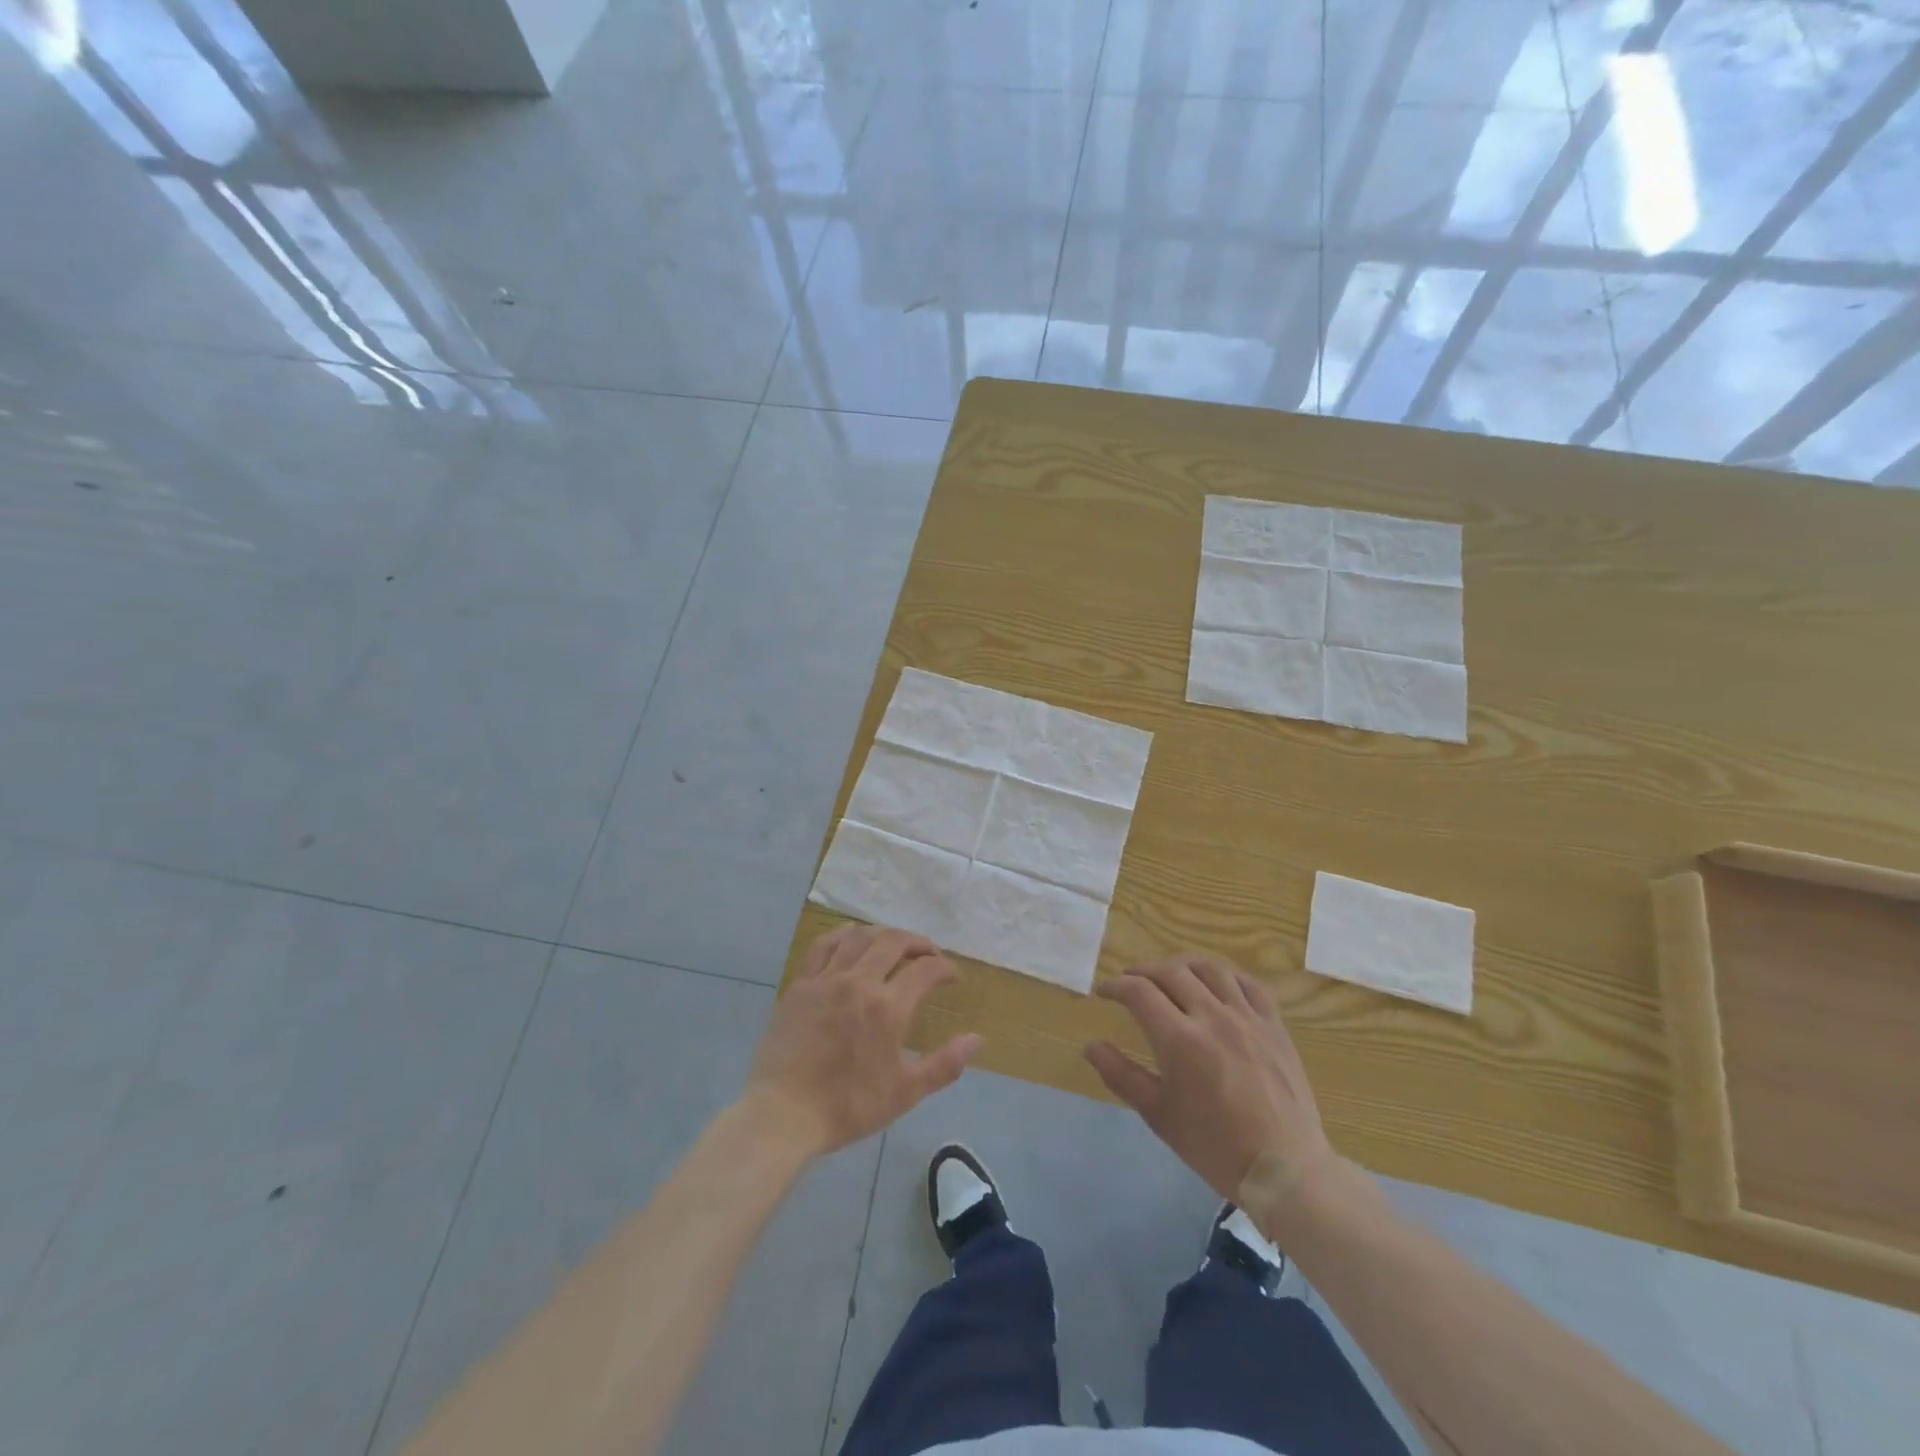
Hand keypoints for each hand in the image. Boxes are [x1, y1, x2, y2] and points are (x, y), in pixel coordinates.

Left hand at [744, 926, 982, 1157]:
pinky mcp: (800, 984)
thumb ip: (944, 1064)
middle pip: (894, 942)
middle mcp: (860, 982)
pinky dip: (842, 935)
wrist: (784, 1114)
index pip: (926, 970)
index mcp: (888, 1008)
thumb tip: (977, 1039)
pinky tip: (851, 939)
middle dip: (918, 943)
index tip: (952, 976)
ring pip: (860, 937)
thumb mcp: (905, 1093)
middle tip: (929, 955)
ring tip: (894, 946)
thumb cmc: (848, 1106)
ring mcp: (827, 979)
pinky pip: (823, 945)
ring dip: (883, 935)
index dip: (945, 968)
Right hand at [1084, 953, 1334, 1207]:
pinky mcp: (1274, 1026)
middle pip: (1171, 972)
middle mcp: (1213, 1017)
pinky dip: (1227, 975)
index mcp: (1180, 1040)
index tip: (1104, 991)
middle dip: (1144, 971)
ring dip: (1183, 965)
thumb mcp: (1159, 1116)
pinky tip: (1218, 983)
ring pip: (1210, 969)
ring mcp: (1247, 1018)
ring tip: (1170, 974)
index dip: (1116, 986)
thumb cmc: (1215, 1146)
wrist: (1284, 1169)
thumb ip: (1122, 1076)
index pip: (1139, 992)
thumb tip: (1091, 1046)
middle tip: (1130, 981)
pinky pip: (1250, 984)